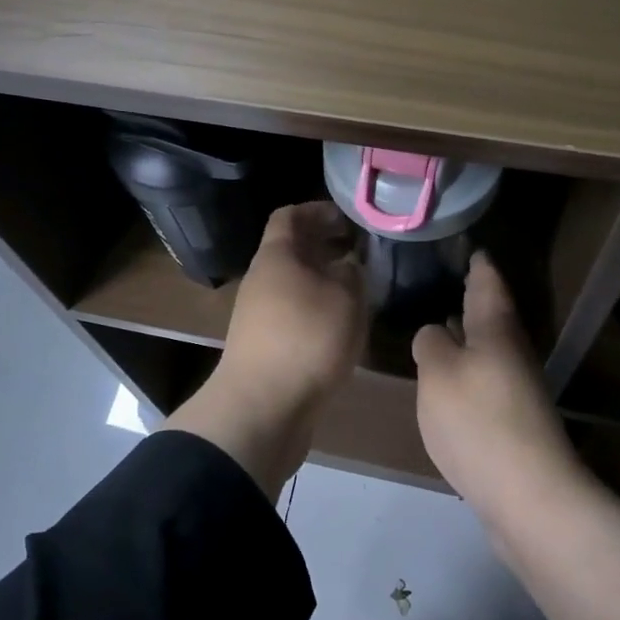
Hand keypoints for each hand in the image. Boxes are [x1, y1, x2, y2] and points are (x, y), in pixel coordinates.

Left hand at [166, 202, 366, 494]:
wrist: (262, 408)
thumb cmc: (307, 340)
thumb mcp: (345, 299)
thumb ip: (352, 275)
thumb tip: (348, 267)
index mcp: (275, 257)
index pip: (289, 216)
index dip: (317, 211)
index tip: (348, 219)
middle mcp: (262, 279)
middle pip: (291, 250)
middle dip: (325, 246)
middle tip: (360, 251)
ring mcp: (259, 314)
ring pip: (294, 282)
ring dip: (323, 279)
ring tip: (358, 287)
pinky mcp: (266, 345)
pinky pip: (294, 312)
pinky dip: (317, 308)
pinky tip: (342, 324)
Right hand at [412, 251, 584, 520]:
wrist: (528, 495)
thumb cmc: (478, 420)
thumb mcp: (438, 371)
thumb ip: (431, 343)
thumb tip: (436, 334)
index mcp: (495, 330)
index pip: (488, 284)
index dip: (479, 264)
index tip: (472, 248)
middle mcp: (511, 352)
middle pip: (492, 315)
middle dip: (473, 297)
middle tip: (450, 280)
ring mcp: (516, 389)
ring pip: (489, 348)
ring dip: (469, 333)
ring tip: (444, 322)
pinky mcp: (512, 421)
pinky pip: (486, 378)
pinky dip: (468, 367)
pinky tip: (450, 378)